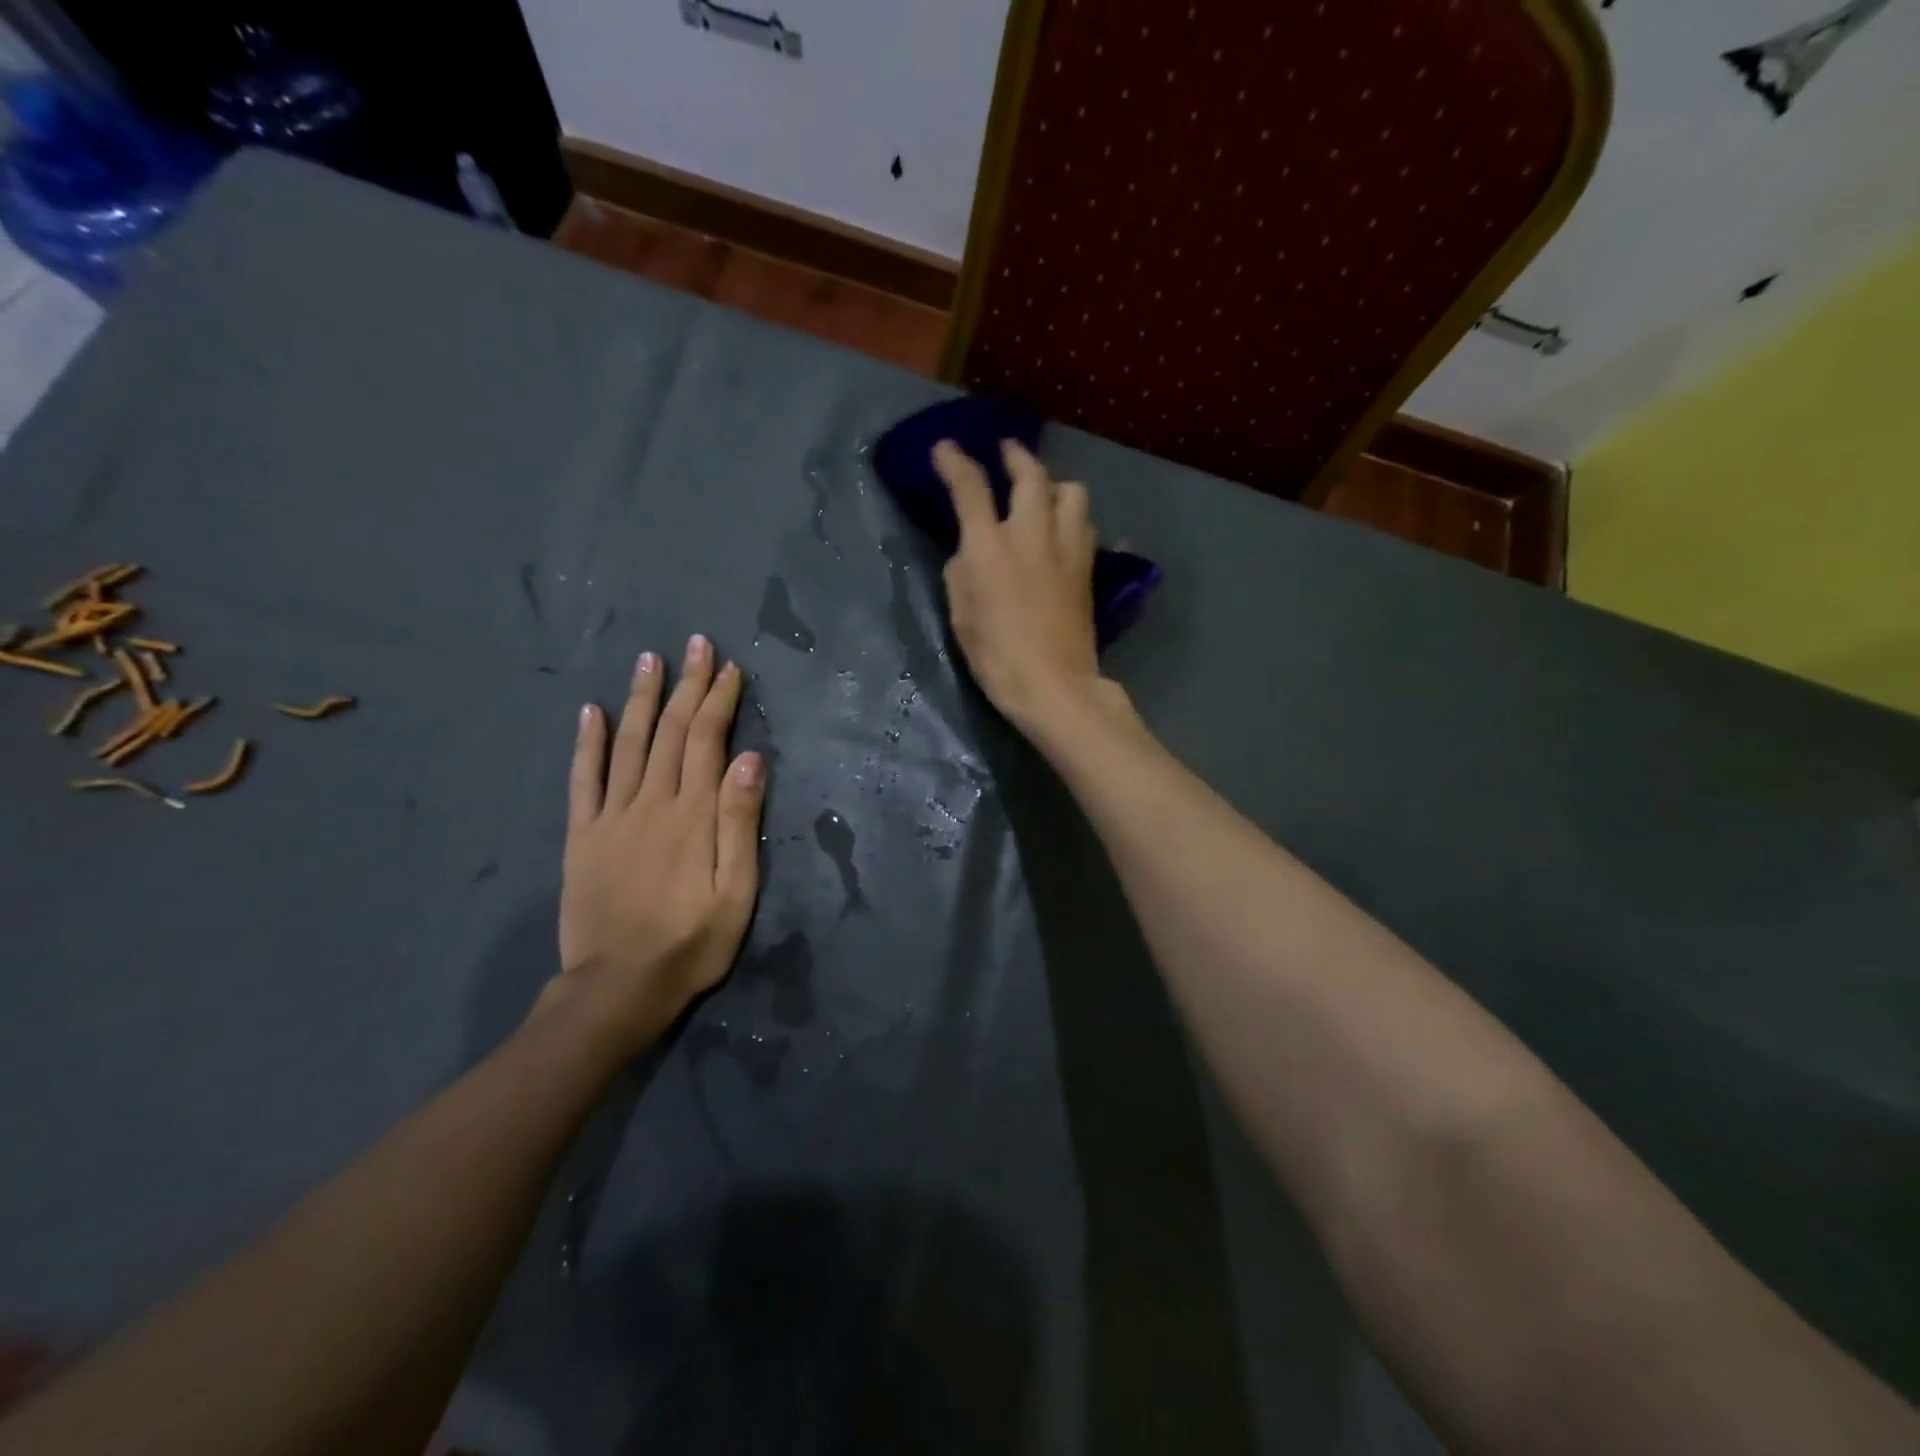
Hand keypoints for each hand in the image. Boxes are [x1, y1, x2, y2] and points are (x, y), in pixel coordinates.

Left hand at [544, 634, 766, 1058]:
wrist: (618, 988)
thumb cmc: (691, 943)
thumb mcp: (736, 892)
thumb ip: (740, 823)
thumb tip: (750, 759)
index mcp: (692, 815)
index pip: (707, 742)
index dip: (719, 701)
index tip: (729, 667)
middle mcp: (651, 803)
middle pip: (671, 732)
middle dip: (687, 685)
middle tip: (696, 645)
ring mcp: (611, 817)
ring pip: (628, 744)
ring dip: (641, 699)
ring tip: (650, 660)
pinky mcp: (583, 836)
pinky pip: (583, 779)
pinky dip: (587, 742)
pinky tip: (592, 711)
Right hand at [934, 438, 1110, 733]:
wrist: (1053, 684)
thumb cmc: (996, 656)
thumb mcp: (962, 615)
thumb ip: (962, 573)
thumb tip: (971, 553)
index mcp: (991, 546)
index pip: (971, 489)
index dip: (955, 463)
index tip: (945, 449)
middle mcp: (1032, 534)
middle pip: (1031, 475)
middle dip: (1016, 457)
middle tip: (1006, 451)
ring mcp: (1067, 549)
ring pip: (1071, 492)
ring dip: (1053, 485)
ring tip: (1042, 494)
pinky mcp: (1087, 568)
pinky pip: (1083, 524)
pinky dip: (1070, 516)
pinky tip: (1061, 530)